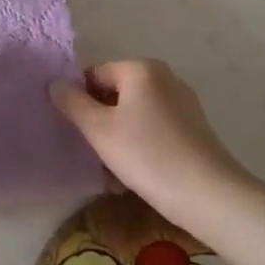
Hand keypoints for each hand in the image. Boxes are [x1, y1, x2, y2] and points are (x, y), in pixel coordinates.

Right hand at [52, 59, 252, 234]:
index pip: (94, 74)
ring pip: (134, 115)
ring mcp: (183, 103)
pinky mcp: (194, 129)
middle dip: (99, 121)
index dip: (78, 99)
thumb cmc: (147, 155)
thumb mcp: (98, 129)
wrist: (209, 195)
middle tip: (91, 152)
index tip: (75, 130)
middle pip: (115, 94)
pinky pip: (153, 130)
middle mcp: (164, 78)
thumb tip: (56, 84)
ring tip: (111, 171)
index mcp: (141, 69)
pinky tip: (134, 175)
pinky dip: (140, 146)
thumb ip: (72, 102)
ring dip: (117, 138)